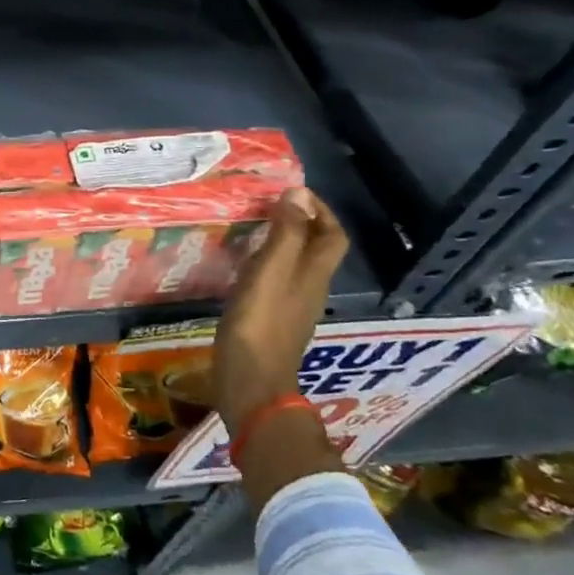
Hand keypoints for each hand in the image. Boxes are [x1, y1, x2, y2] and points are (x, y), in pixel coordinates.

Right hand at [212, 188, 348, 432]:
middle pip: (316, 250)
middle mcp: (309, 288)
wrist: (250, 381)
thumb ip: (284, 233)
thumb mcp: (270, 271)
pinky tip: (241, 267)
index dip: (320, 211)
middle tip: (268, 207)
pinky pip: (275, 283)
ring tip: (251, 230)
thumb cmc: (259, 323)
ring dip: (281, 244)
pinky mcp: (270, 321)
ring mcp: (291, 307)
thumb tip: (298, 192)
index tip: (293, 193)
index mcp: (313, 274)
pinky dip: (265, 266)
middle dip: (300, 224)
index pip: (332, 234)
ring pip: (295, 266)